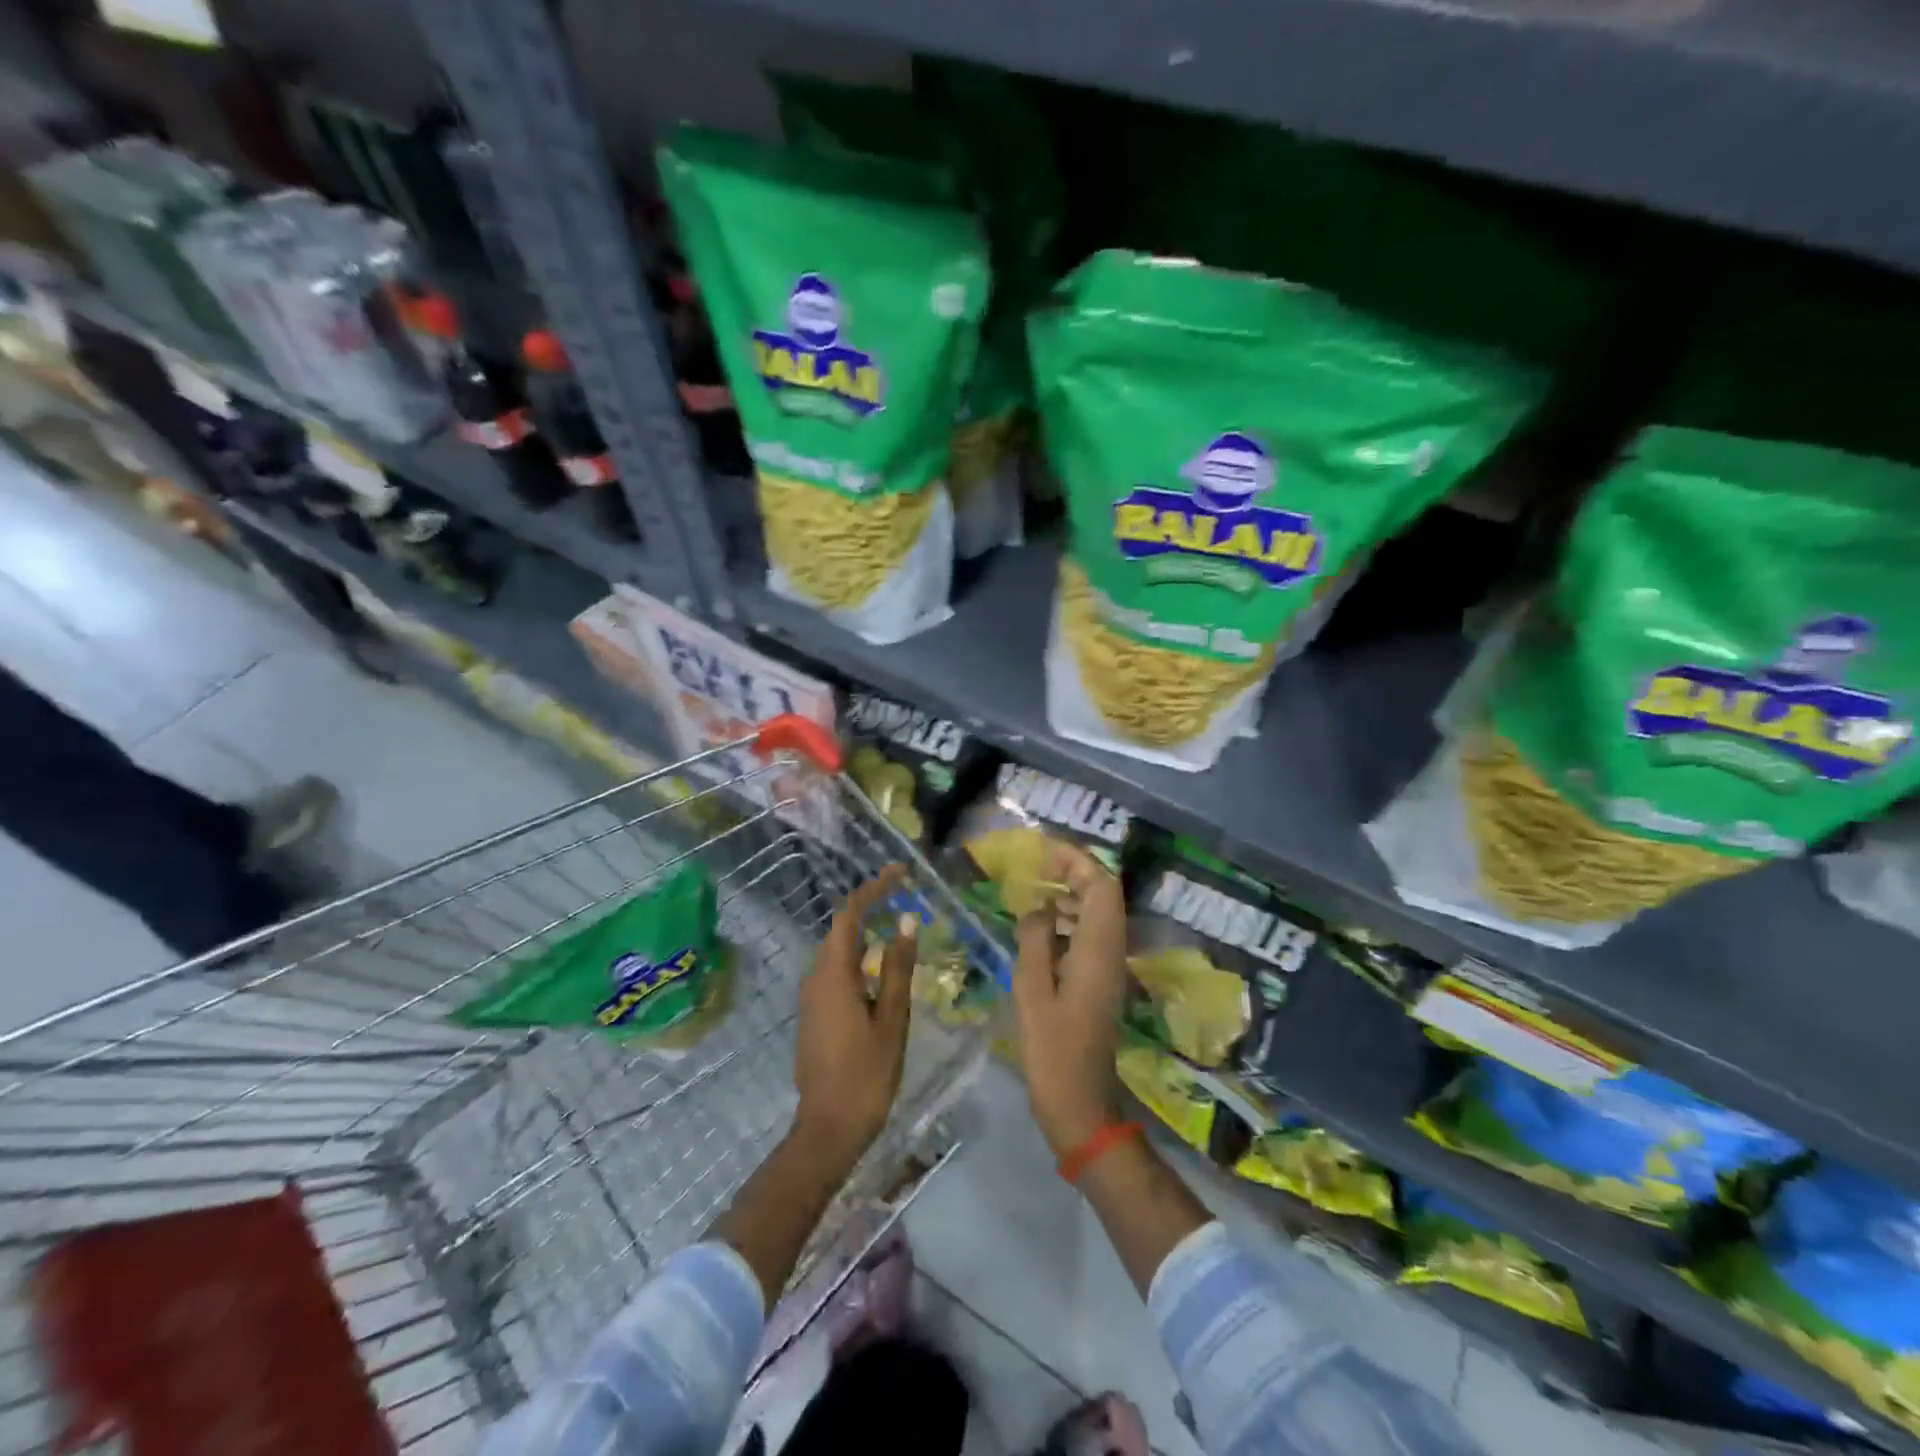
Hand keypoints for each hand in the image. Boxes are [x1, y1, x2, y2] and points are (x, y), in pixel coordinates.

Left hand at [793, 865, 915, 1170]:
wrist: (827, 1128)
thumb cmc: (866, 1074)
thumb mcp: (892, 1019)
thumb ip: (898, 968)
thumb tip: (906, 922)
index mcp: (834, 974)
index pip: (851, 914)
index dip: (874, 888)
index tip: (900, 872)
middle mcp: (816, 977)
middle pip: (841, 928)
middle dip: (870, 904)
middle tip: (903, 893)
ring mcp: (811, 996)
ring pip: (837, 949)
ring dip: (864, 930)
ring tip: (896, 923)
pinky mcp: (814, 1013)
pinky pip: (835, 970)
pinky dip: (858, 955)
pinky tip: (879, 966)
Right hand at [1012, 841, 1129, 1158]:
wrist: (1080, 1105)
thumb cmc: (1052, 1051)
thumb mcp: (1032, 992)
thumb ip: (1034, 941)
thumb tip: (1037, 907)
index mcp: (1098, 950)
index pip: (1101, 886)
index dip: (1077, 860)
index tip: (1044, 849)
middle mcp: (1111, 952)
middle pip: (1104, 895)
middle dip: (1075, 871)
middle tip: (1037, 865)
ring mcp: (1108, 968)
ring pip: (1098, 914)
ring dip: (1071, 894)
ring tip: (1034, 888)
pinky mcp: (1100, 982)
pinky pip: (1090, 935)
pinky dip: (1069, 920)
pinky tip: (1039, 927)